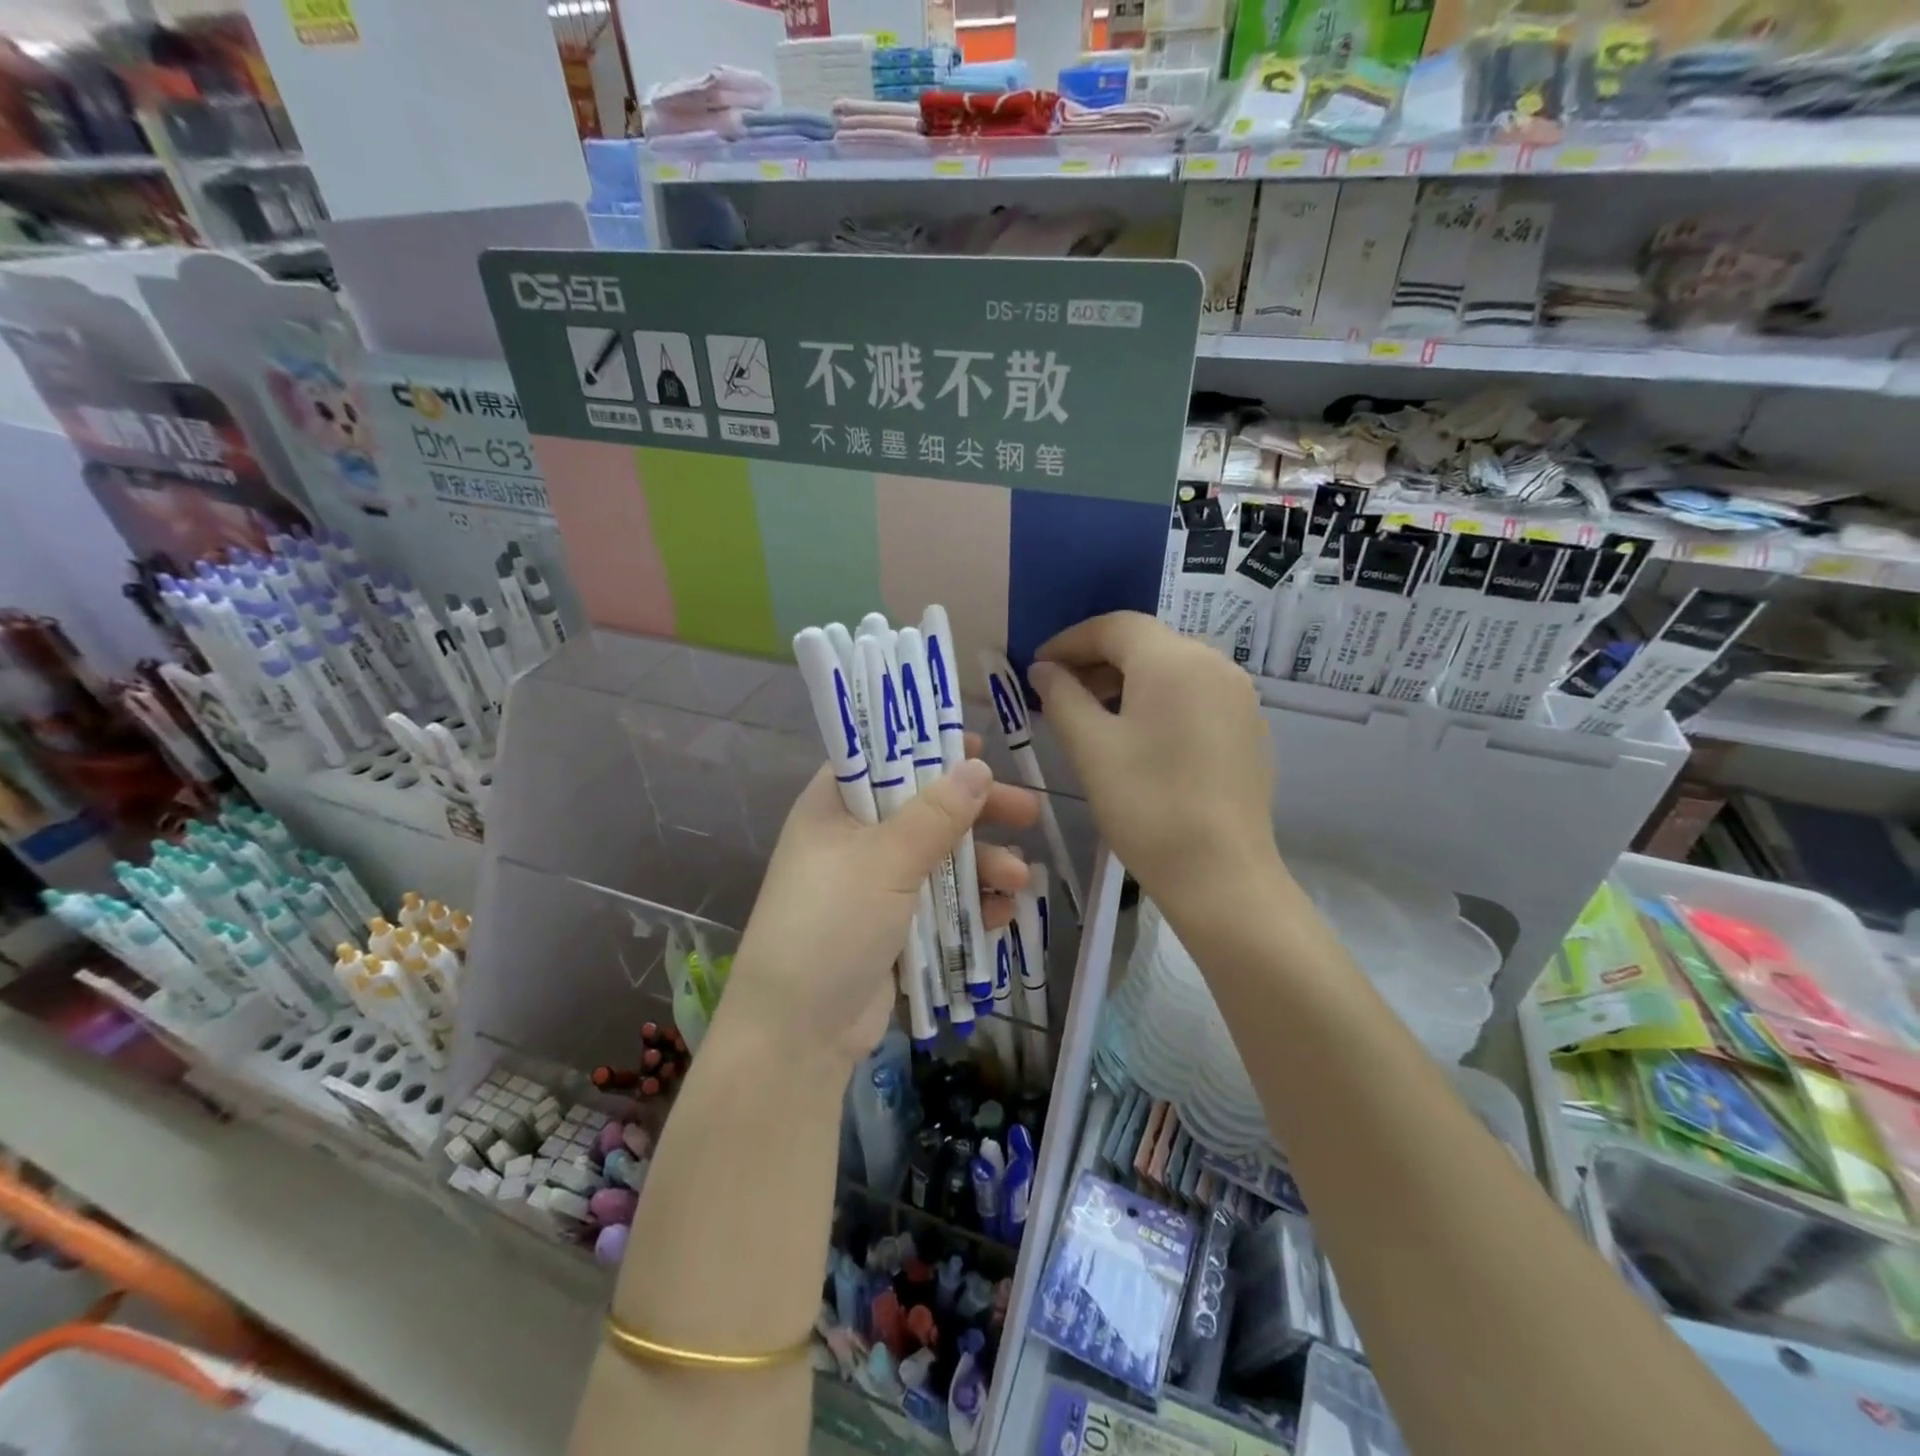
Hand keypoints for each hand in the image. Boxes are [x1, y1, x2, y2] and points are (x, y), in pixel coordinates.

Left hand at [721, 754, 1038, 1073]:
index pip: (881, 758)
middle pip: (922, 809)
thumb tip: (978, 767)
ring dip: (982, 865)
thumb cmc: (832, 924)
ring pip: (938, 859)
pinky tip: (1002, 913)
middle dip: (976, 813)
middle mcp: (851, 840)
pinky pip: (938, 903)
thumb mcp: (886, 860)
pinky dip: (969, 904)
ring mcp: (872, 886)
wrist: (798, 1033)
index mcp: (833, 808)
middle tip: (1028, 812)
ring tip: (1021, 878)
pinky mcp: (891, 927)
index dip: (927, 749)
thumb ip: (936, 814)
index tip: (976, 749)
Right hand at [1029, 612, 1280, 912]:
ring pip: (1172, 668)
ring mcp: (1238, 696)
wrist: (1221, 874)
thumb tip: (1045, 670)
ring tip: (1093, 714)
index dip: (1070, 641)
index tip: (1039, 666)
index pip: (1114, 626)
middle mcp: (1214, 663)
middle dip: (1098, 660)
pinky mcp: (1248, 726)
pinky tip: (1138, 735)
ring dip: (1127, 681)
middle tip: (1059, 691)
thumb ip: (1062, 697)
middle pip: (1146, 643)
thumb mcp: (1090, 747)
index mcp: (1173, 660)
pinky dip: (1159, 700)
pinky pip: (1195, 694)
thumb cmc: (1146, 804)